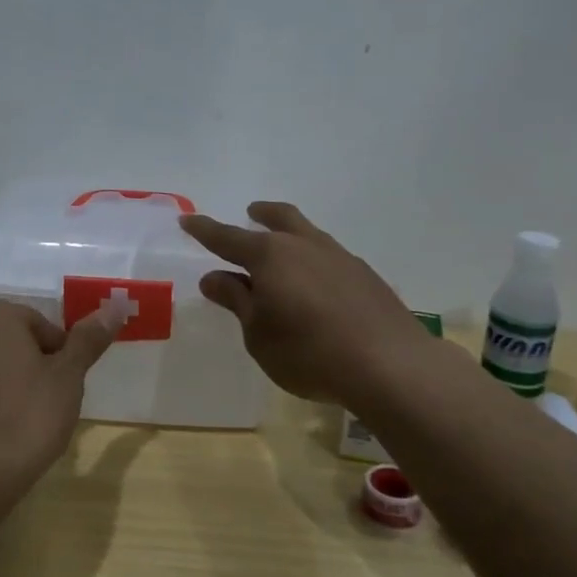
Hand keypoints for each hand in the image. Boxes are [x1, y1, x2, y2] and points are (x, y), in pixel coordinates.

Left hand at [0, 298, 122, 481]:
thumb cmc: (27, 416)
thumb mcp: (68, 376)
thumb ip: (88, 339)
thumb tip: (114, 306)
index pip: (36, 326)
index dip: (57, 355)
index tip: (63, 386)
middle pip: (2, 344)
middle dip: (23, 367)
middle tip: (43, 404)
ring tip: (14, 425)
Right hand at [181, 202, 434, 406]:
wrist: (388, 364)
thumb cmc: (308, 353)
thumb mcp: (259, 334)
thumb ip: (237, 301)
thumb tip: (214, 277)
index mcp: (270, 256)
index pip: (227, 237)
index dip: (204, 230)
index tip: (187, 220)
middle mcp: (304, 246)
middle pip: (280, 218)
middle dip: (261, 214)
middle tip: (251, 212)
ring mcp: (340, 257)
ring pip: (308, 233)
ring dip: (291, 234)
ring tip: (283, 249)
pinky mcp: (365, 276)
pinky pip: (330, 256)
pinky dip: (314, 259)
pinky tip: (316, 283)